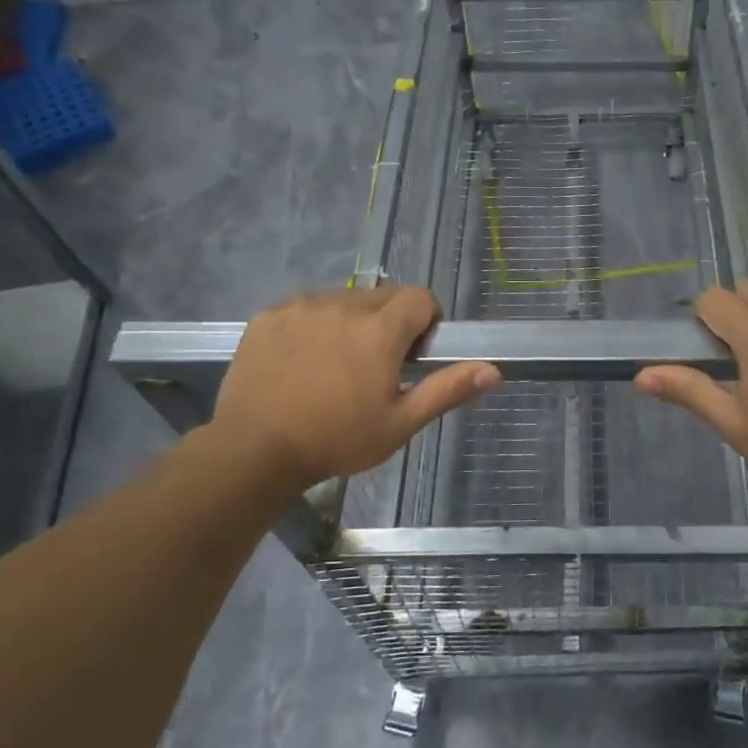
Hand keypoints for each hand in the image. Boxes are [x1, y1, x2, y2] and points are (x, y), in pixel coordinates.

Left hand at [205, 287, 498, 492]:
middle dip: (390, 321)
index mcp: (380, 329)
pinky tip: (302, 360)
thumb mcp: (400, 423)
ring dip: (352, 321)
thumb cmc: (336, 440)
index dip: (426, 321)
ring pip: (344, 299)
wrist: (253, 451)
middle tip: (376, 365)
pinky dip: (314, 324)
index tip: (413, 354)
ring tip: (336, 364)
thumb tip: (494, 370)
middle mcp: (344, 305)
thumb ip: (447, 389)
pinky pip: (306, 306)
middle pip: (383, 295)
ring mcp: (302, 307)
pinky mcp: (269, 316)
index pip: (420, 297)